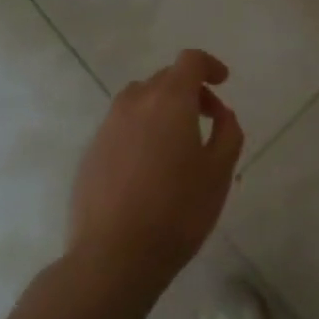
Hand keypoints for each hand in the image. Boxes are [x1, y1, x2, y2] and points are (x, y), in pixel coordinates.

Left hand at [68, 50, 242, 291]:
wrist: (112, 258)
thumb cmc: (177, 211)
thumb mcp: (219, 172)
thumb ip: (228, 132)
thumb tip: (221, 113)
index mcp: (170, 100)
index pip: (190, 60)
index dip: (209, 65)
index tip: (222, 82)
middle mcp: (135, 102)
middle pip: (165, 78)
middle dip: (189, 90)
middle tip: (207, 120)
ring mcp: (108, 126)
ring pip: (139, 100)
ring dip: (161, 109)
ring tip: (175, 143)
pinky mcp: (90, 152)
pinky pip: (121, 126)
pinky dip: (139, 131)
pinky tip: (148, 167)